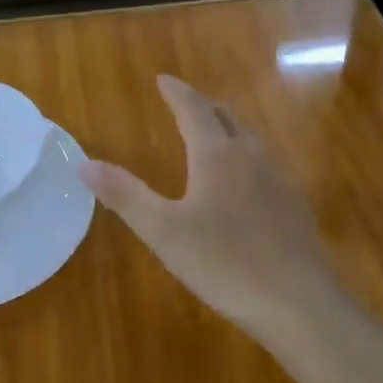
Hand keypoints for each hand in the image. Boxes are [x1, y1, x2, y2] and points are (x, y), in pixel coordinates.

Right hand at [79, 75, 348, 341]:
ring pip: (250, 140)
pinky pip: (266, 165)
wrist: (298, 303)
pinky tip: (243, 186)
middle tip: (185, 106)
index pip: (194, 109)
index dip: (176, 92)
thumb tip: (84, 164)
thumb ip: (125, 195)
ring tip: (212, 139)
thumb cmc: (224, 263)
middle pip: (227, 117)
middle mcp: (251, 156)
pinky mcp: (295, 205)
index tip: (163, 79)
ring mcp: (279, 179)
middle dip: (204, 107)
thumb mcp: (163, 232)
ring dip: (228, 130)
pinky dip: (246, 158)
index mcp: (217, 155)